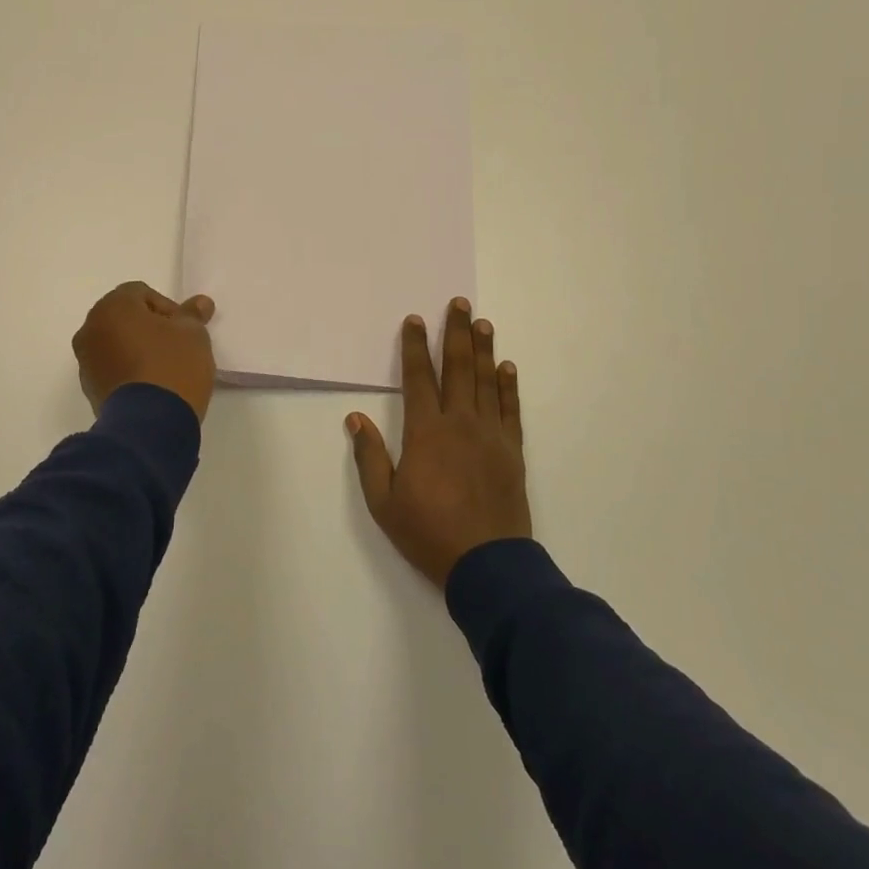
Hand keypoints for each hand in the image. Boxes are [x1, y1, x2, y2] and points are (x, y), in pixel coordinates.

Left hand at [73, 281, 217, 420]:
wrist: (150, 424)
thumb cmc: (172, 366)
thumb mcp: (193, 335)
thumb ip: (193, 315)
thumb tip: (200, 302)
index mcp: (112, 307)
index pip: (141, 293)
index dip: (168, 308)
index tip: (184, 330)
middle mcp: (90, 329)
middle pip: (125, 318)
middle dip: (150, 327)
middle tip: (177, 346)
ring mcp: (86, 361)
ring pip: (116, 343)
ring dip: (137, 348)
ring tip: (165, 368)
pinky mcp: (90, 388)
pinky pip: (112, 368)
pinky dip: (129, 369)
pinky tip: (151, 385)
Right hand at [348, 299, 530, 587]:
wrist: (487, 564)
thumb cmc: (428, 532)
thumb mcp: (384, 501)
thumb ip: (370, 457)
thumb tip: (355, 418)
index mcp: (426, 432)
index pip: (419, 378)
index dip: (416, 347)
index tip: (414, 320)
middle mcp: (460, 423)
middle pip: (458, 368)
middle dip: (457, 333)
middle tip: (460, 304)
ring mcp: (490, 435)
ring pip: (487, 382)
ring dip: (484, 349)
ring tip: (483, 323)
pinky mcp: (512, 451)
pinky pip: (510, 409)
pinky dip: (509, 386)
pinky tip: (507, 367)